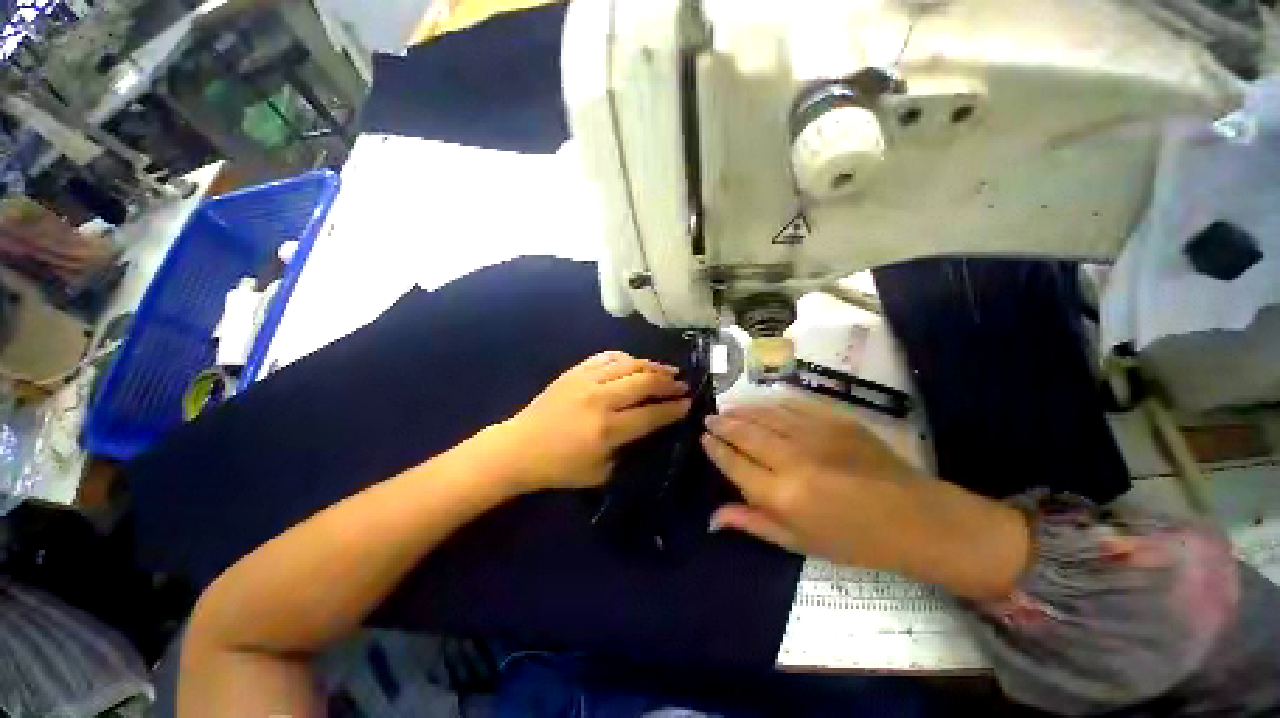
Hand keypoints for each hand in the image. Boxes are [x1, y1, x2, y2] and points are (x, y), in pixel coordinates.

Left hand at [495, 351, 691, 490]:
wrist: (520, 447)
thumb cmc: (560, 467)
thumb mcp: (600, 473)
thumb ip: (627, 450)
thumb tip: (647, 427)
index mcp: (607, 429)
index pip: (650, 414)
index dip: (673, 409)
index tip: (687, 403)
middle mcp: (600, 400)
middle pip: (644, 383)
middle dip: (668, 384)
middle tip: (682, 385)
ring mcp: (586, 381)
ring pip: (629, 364)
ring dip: (652, 366)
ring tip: (667, 370)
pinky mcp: (575, 371)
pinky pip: (606, 357)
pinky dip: (626, 357)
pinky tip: (636, 362)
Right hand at [701, 400, 1030, 600]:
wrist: (916, 518)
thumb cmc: (855, 540)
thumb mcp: (799, 542)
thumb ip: (753, 523)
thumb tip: (712, 518)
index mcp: (783, 495)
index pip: (734, 463)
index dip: (715, 448)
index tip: (704, 438)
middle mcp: (793, 458)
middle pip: (745, 432)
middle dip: (722, 423)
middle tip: (710, 417)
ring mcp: (815, 433)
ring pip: (765, 413)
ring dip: (742, 409)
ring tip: (728, 408)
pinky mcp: (834, 418)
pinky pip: (792, 405)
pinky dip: (771, 403)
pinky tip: (761, 404)